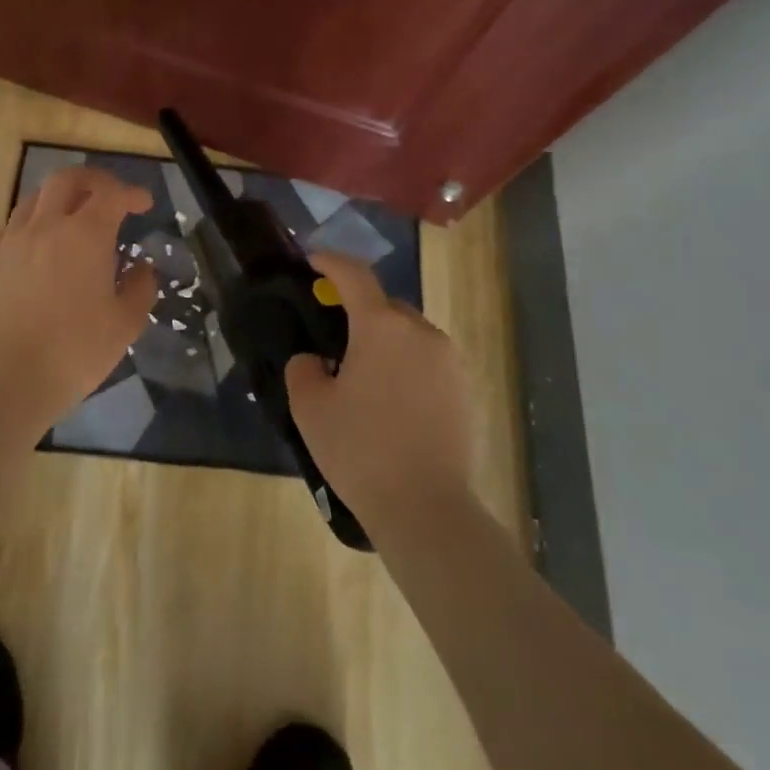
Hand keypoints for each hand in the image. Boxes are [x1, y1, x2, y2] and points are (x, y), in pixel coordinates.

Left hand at [0, 166, 157, 423]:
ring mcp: (11, 242)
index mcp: (85, 235)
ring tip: (72, 218)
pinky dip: (31, 224)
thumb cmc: (73, 352)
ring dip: (59, 198)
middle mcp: (46, 226)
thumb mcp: (124, 326)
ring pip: (34, 199)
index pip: (112, 195)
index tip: (144, 204)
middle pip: (67, 179)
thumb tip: (141, 269)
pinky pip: (11, 227)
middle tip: (109, 196)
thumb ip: (139, 290)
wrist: (2, 379)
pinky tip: (37, 247)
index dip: (131, 193)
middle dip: (93, 180)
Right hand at [285, 252, 478, 536]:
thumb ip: (303, 369)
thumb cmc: (360, 450)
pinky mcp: (466, 389)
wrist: (426, 508)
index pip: (354, 275)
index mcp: (382, 326)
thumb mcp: (310, 408)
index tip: (313, 260)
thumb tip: (315, 361)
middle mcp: (421, 331)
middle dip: (358, 311)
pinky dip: (407, 366)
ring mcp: (450, 360)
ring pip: (409, 334)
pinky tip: (393, 401)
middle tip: (334, 339)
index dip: (331, 262)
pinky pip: (428, 361)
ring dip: (385, 341)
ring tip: (364, 377)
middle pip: (385, 306)